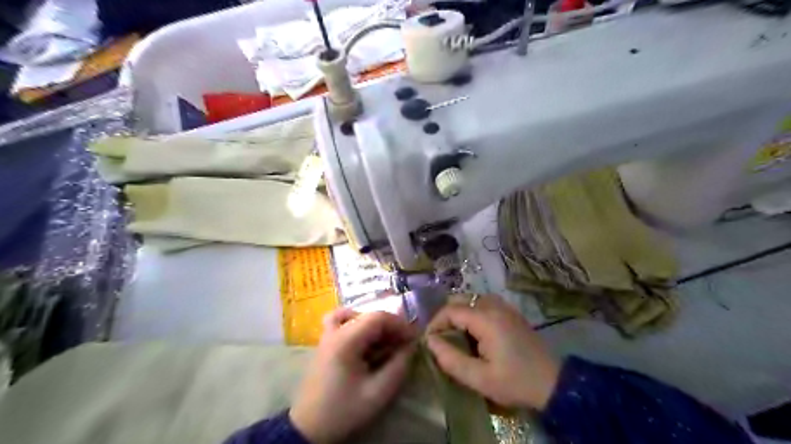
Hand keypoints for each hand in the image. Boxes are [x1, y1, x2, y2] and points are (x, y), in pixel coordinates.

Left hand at [289, 309, 413, 443]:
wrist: (309, 428)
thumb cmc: (343, 411)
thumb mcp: (377, 393)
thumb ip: (398, 366)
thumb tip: (411, 346)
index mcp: (345, 340)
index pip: (378, 317)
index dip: (399, 324)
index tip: (414, 339)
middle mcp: (334, 331)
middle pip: (368, 316)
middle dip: (390, 327)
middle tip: (404, 345)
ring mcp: (327, 335)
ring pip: (356, 316)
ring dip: (375, 326)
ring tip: (386, 342)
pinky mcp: (325, 343)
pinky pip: (339, 320)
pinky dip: (355, 322)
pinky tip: (363, 336)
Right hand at [426, 293, 560, 410]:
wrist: (554, 383)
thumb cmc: (515, 382)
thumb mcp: (480, 378)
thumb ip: (451, 359)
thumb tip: (430, 342)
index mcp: (486, 319)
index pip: (450, 310)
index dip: (435, 323)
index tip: (429, 342)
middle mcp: (494, 306)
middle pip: (460, 300)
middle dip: (446, 317)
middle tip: (441, 339)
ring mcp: (504, 307)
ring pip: (471, 300)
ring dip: (459, 314)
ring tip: (456, 337)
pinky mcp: (511, 313)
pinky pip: (484, 304)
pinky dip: (472, 314)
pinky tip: (474, 334)